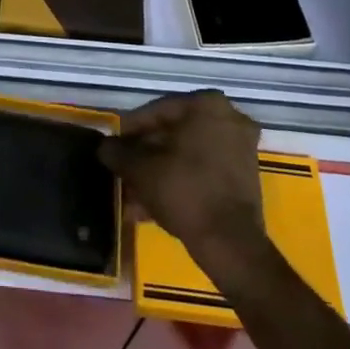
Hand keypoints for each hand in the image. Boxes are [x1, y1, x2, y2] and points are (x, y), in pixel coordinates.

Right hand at [100, 91, 266, 271]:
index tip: (114, 148)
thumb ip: (118, 152)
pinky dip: (180, 181)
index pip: (156, 111)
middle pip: (173, 133)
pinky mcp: (245, 176)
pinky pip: (203, 170)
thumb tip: (104, 147)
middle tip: (124, 171)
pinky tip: (153, 205)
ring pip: (187, 154)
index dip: (130, 131)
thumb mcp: (140, 169)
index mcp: (206, 104)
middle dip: (145, 155)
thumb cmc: (184, 192)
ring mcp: (240, 147)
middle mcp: (228, 117)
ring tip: (133, 195)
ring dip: (159, 172)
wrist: (230, 244)